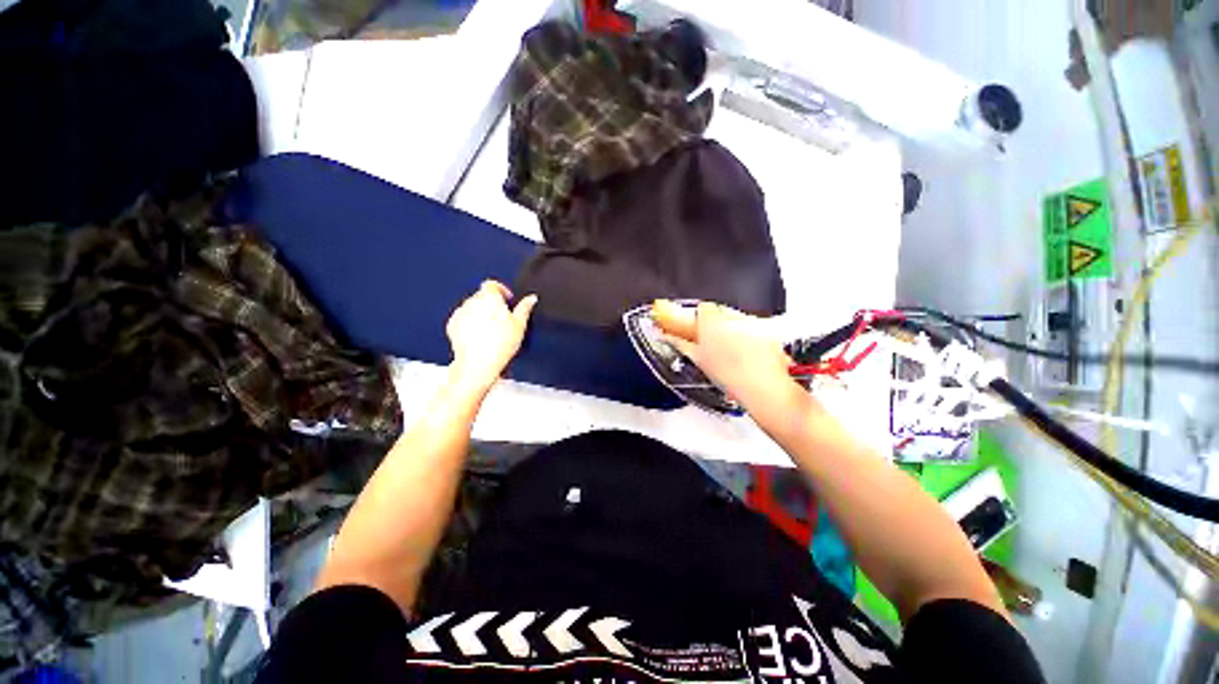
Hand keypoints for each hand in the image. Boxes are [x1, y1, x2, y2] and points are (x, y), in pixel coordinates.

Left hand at [446, 281, 536, 392]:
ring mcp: (460, 313)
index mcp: (489, 297)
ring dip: (481, 313)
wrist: (478, 363)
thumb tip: (531, 298)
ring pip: (472, 308)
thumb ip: (525, 308)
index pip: (492, 284)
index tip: (507, 299)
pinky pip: (463, 319)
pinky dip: (470, 324)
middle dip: (491, 304)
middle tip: (503, 318)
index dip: (501, 290)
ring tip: (492, 330)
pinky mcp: (452, 325)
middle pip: (482, 296)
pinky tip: (480, 336)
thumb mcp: (520, 325)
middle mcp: (472, 302)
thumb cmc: (500, 344)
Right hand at [652, 300, 799, 412]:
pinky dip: (747, 336)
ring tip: (730, 352)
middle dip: (714, 324)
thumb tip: (668, 336)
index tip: (696, 329)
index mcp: (711, 320)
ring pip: (735, 319)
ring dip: (730, 329)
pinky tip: (746, 354)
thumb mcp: (698, 359)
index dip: (698, 319)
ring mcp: (751, 322)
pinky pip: (752, 327)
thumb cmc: (729, 375)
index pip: (702, 308)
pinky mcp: (766, 329)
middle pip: (719, 312)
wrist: (761, 386)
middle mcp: (732, 316)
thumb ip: (680, 343)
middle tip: (712, 343)